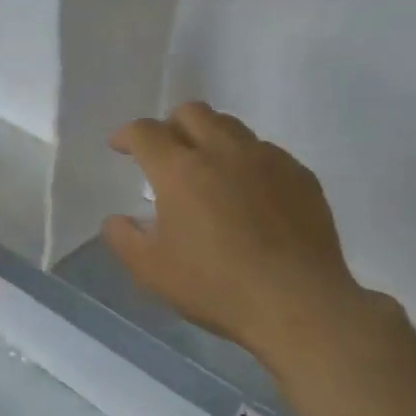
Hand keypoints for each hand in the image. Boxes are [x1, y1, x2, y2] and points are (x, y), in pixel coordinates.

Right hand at [103, 102, 394, 375]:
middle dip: (171, 125)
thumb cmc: (216, 286)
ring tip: (209, 168)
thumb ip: (124, 239)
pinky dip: (247, 161)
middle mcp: (222, 150)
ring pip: (231, 126)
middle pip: (191, 112)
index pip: (145, 132)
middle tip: (166, 153)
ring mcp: (266, 158)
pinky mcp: (300, 174)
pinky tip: (250, 193)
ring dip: (210, 137)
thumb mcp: (152, 271)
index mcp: (180, 170)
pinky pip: (266, 151)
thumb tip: (116, 220)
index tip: (121, 147)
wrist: (299, 303)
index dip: (127, 135)